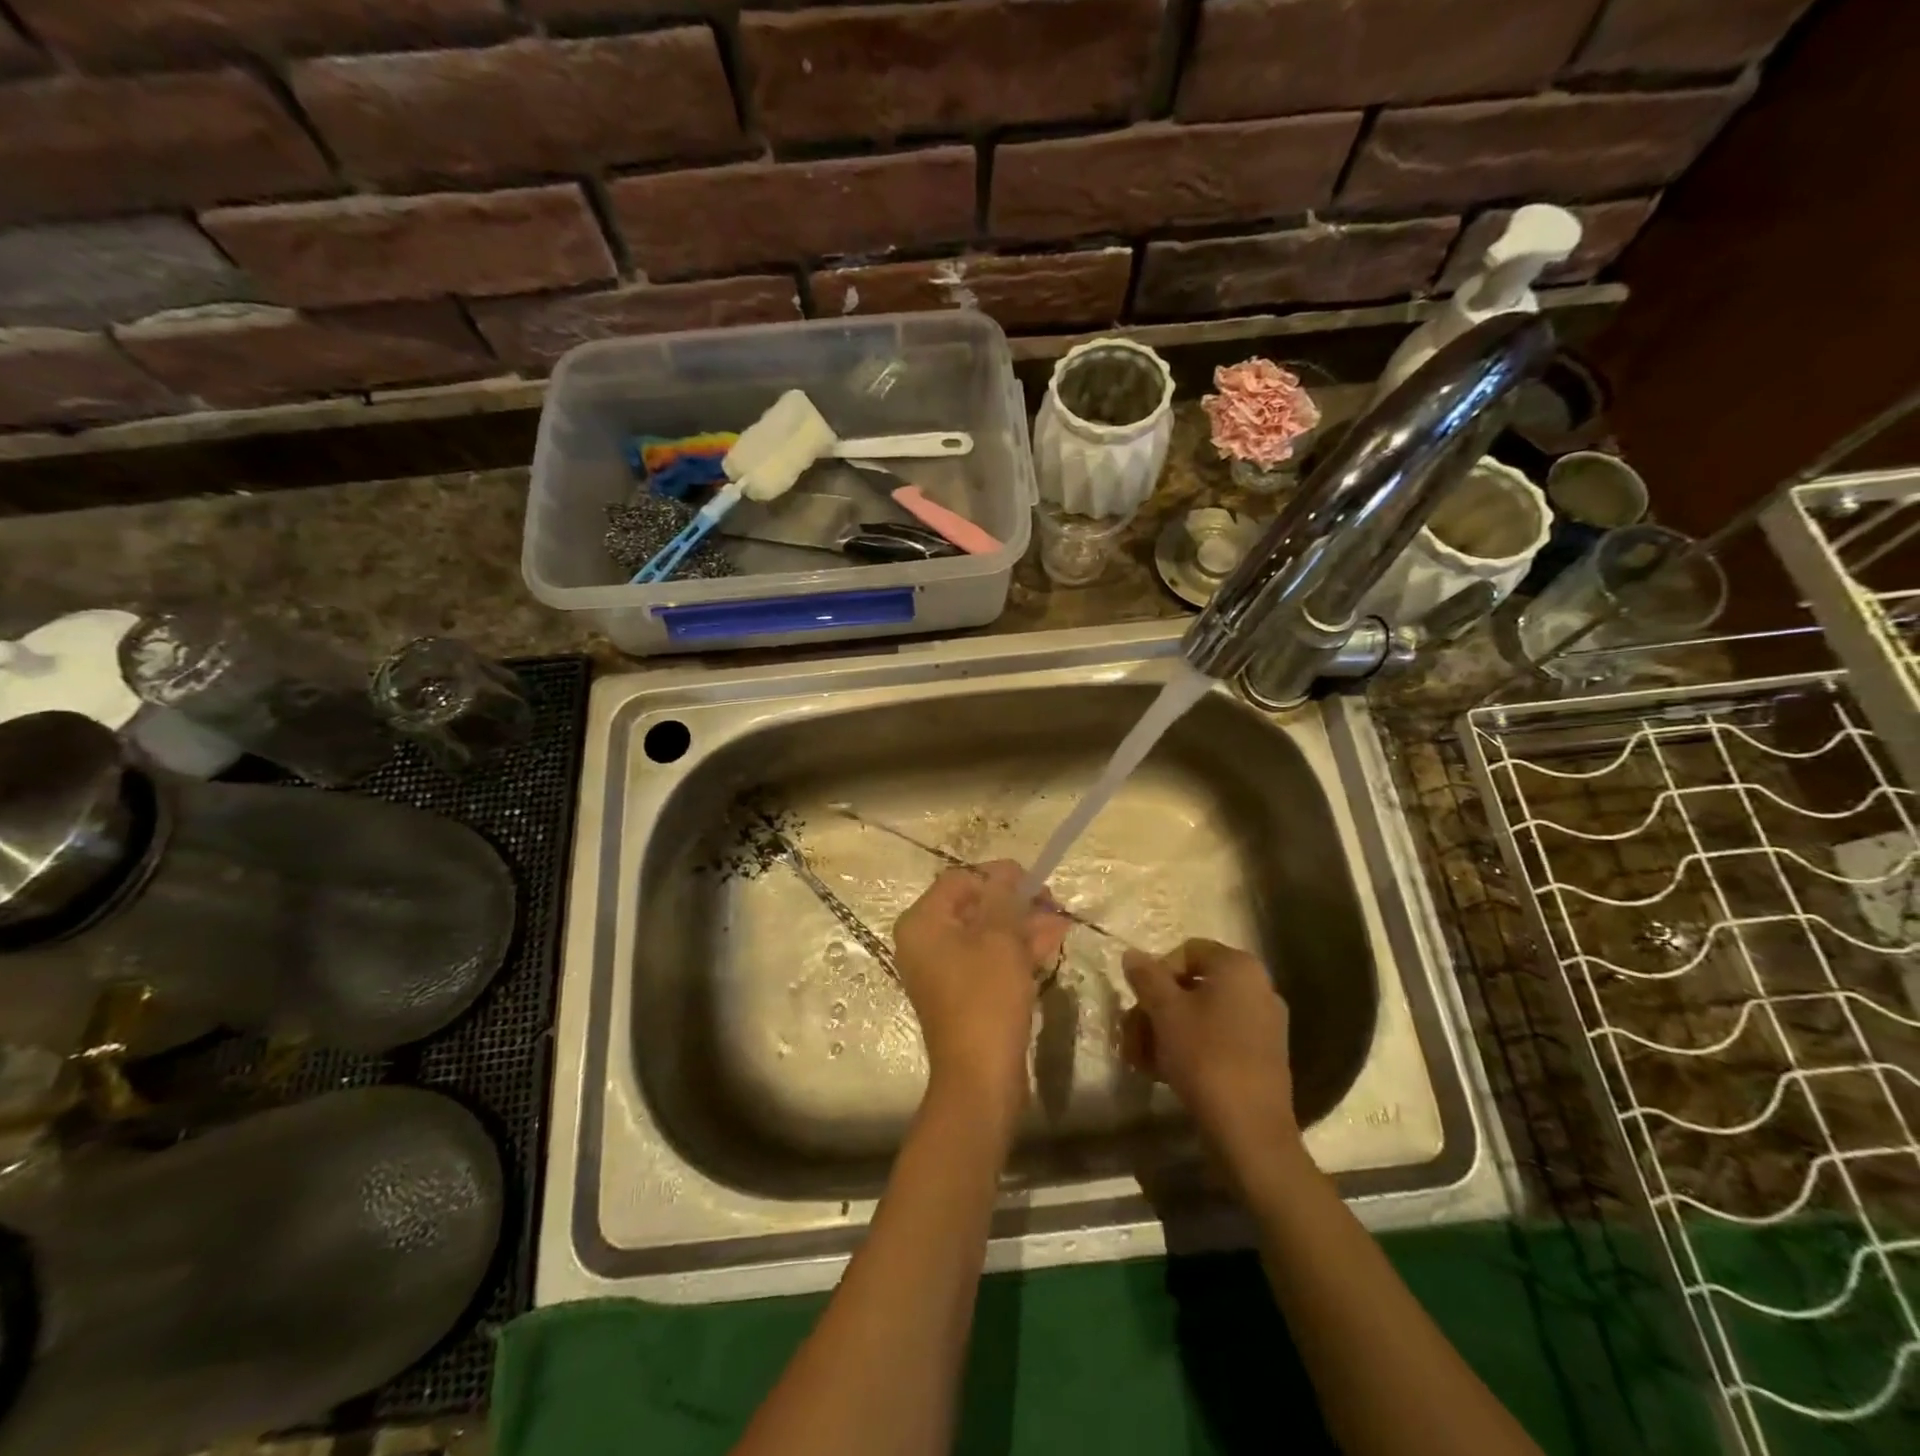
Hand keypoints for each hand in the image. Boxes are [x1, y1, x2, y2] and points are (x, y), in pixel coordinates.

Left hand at [893, 861, 1069, 1126]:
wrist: (981, 1078)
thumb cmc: (986, 998)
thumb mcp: (1000, 938)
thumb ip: (1004, 897)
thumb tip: (1008, 871)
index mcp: (923, 923)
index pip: (961, 880)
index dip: (999, 875)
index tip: (1035, 882)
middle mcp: (926, 942)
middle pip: (974, 906)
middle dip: (1016, 902)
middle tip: (1053, 902)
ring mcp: (944, 970)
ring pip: (986, 934)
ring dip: (1023, 926)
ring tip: (1062, 922)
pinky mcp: (964, 994)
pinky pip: (989, 960)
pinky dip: (1017, 951)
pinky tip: (1051, 944)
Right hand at [1122, 939, 1298, 1180]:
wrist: (1250, 1131)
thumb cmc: (1205, 1057)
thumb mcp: (1165, 1012)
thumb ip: (1146, 977)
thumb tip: (1132, 954)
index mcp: (1238, 967)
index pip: (1186, 951)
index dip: (1156, 973)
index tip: (1140, 1003)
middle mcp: (1257, 988)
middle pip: (1192, 985)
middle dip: (1156, 1008)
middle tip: (1132, 1034)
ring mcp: (1263, 1024)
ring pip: (1201, 1015)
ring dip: (1166, 1031)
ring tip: (1141, 1059)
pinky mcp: (1262, 1057)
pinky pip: (1218, 1038)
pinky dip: (1190, 1048)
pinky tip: (1164, 1072)